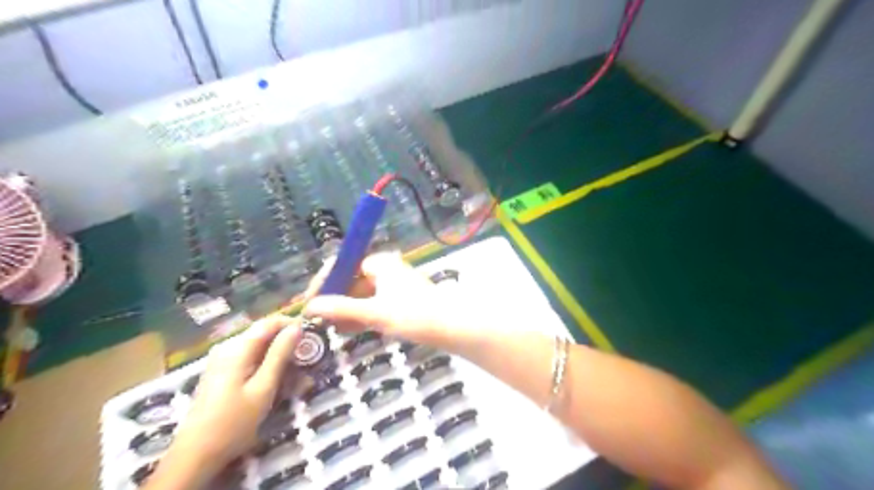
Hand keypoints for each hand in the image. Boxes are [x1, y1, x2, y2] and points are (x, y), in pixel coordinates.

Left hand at [145, 315, 300, 487]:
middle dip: (287, 342)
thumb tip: (296, 328)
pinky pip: (250, 358)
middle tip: (307, 357)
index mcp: (237, 348)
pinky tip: (276, 380)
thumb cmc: (234, 421)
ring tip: (296, 373)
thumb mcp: (263, 387)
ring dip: (279, 355)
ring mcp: (222, 360)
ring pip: (258, 347)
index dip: (292, 324)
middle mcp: (227, 347)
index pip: (270, 322)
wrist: (196, 455)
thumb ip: (280, 355)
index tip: (312, 335)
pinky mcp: (221, 372)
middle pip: (264, 333)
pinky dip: (266, 364)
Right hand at [300, 252, 489, 351]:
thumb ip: (342, 308)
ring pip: (363, 295)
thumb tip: (310, 306)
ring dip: (348, 310)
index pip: (343, 265)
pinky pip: (375, 304)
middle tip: (320, 320)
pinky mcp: (401, 300)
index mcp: (380, 263)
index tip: (309, 302)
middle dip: (336, 299)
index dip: (324, 282)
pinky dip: (363, 315)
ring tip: (334, 328)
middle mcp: (386, 269)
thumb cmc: (414, 315)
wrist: (453, 326)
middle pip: (352, 280)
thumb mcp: (374, 312)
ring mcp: (395, 285)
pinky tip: (353, 329)